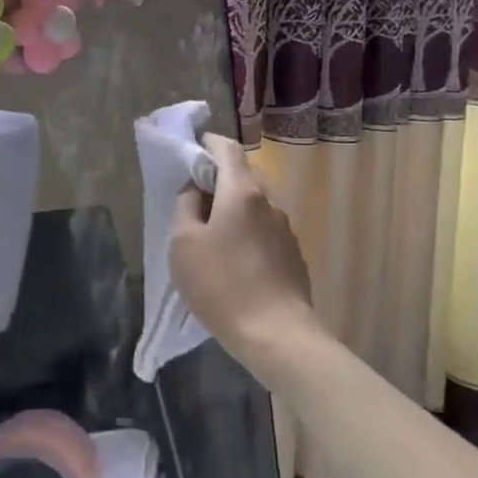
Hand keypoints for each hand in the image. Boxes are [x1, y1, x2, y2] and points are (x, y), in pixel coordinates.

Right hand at [168, 134, 319, 373]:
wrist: (277, 335)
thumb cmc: (222, 284)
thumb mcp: (183, 243)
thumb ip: (185, 206)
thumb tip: (195, 190)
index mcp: (241, 191)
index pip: (227, 147)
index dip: (207, 143)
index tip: (190, 151)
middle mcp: (269, 202)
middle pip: (242, 175)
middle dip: (217, 179)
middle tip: (193, 198)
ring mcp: (285, 229)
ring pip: (254, 205)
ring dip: (232, 209)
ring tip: (211, 235)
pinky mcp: (293, 256)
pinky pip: (265, 231)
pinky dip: (247, 233)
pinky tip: (235, 262)